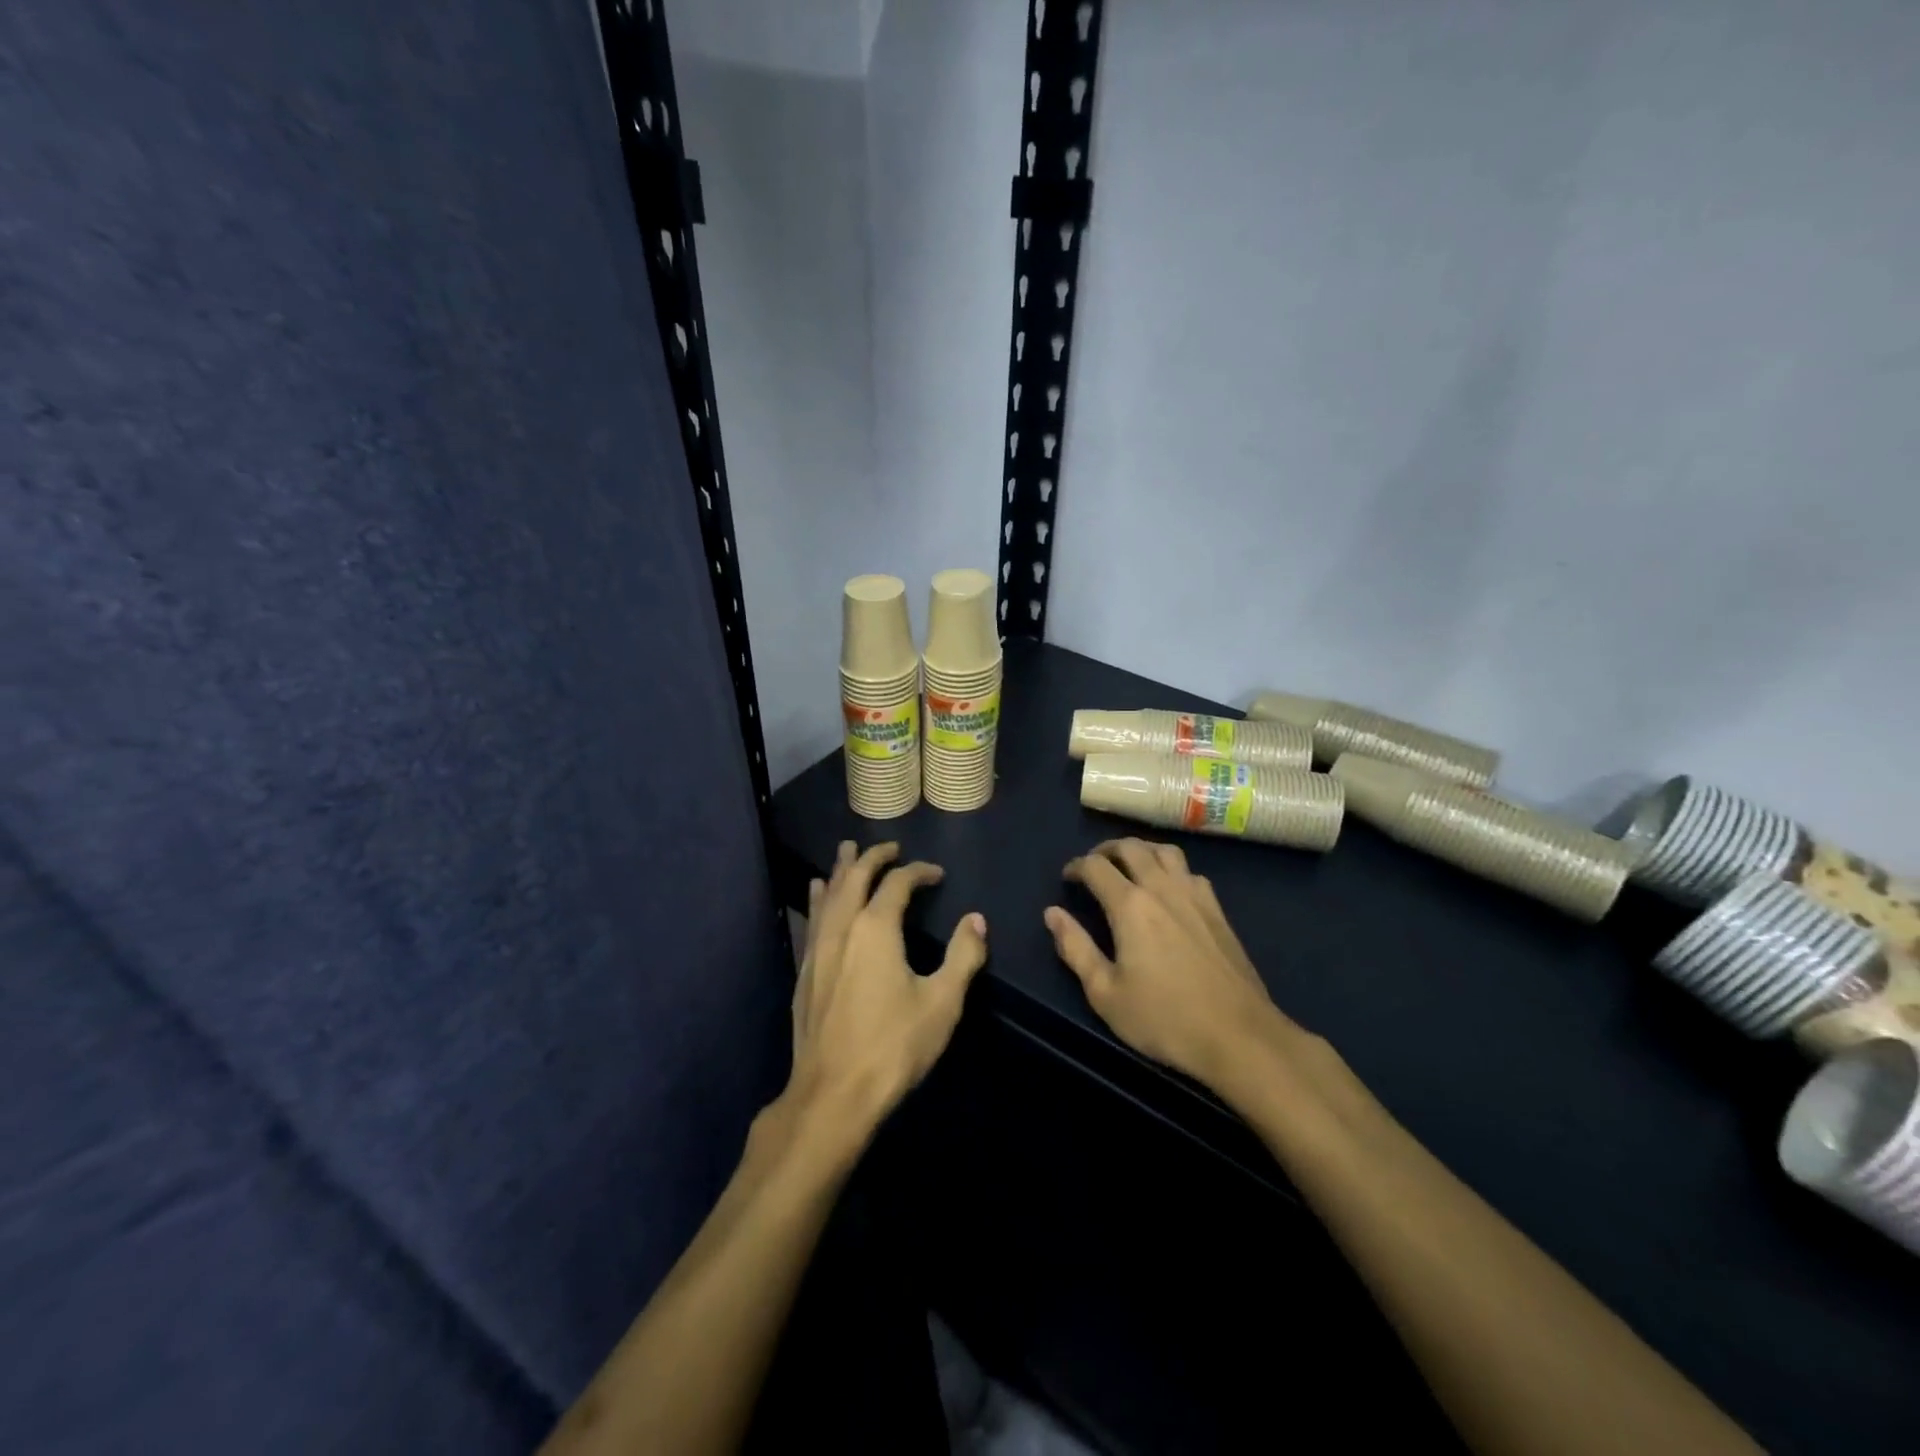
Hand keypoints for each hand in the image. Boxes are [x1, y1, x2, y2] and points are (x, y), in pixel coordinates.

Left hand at [788, 841, 988, 1131]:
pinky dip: (820, 899)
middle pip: (855, 878)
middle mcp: (843, 928)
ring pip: (829, 895)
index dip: (918, 872)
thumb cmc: (894, 1046)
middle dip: (872, 857)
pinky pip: (813, 920)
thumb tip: (976, 921)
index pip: (898, 883)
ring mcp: (818, 949)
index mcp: (877, 928)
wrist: (833, 1094)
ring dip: (841, 870)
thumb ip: (962, 956)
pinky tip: (817, 895)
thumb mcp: (942, 1002)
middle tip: (889, 846)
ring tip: (845, 851)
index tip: (936, 873)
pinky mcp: (805, 972)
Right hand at [1044, 838, 1339, 1108]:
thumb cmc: (1164, 1018)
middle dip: (1106, 849)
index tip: (1067, 878)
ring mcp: (1195, 895)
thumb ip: (1076, 948)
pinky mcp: (1218, 910)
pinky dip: (1171, 868)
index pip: (1095, 867)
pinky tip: (1169, 889)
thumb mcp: (1105, 993)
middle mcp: (1162, 888)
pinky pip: (1190, 871)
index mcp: (1130, 905)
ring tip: (1130, 866)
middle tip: (1093, 864)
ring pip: (1165, 851)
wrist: (1239, 1035)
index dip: (1076, 866)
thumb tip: (1053, 913)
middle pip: (1131, 847)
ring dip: (1141, 850)